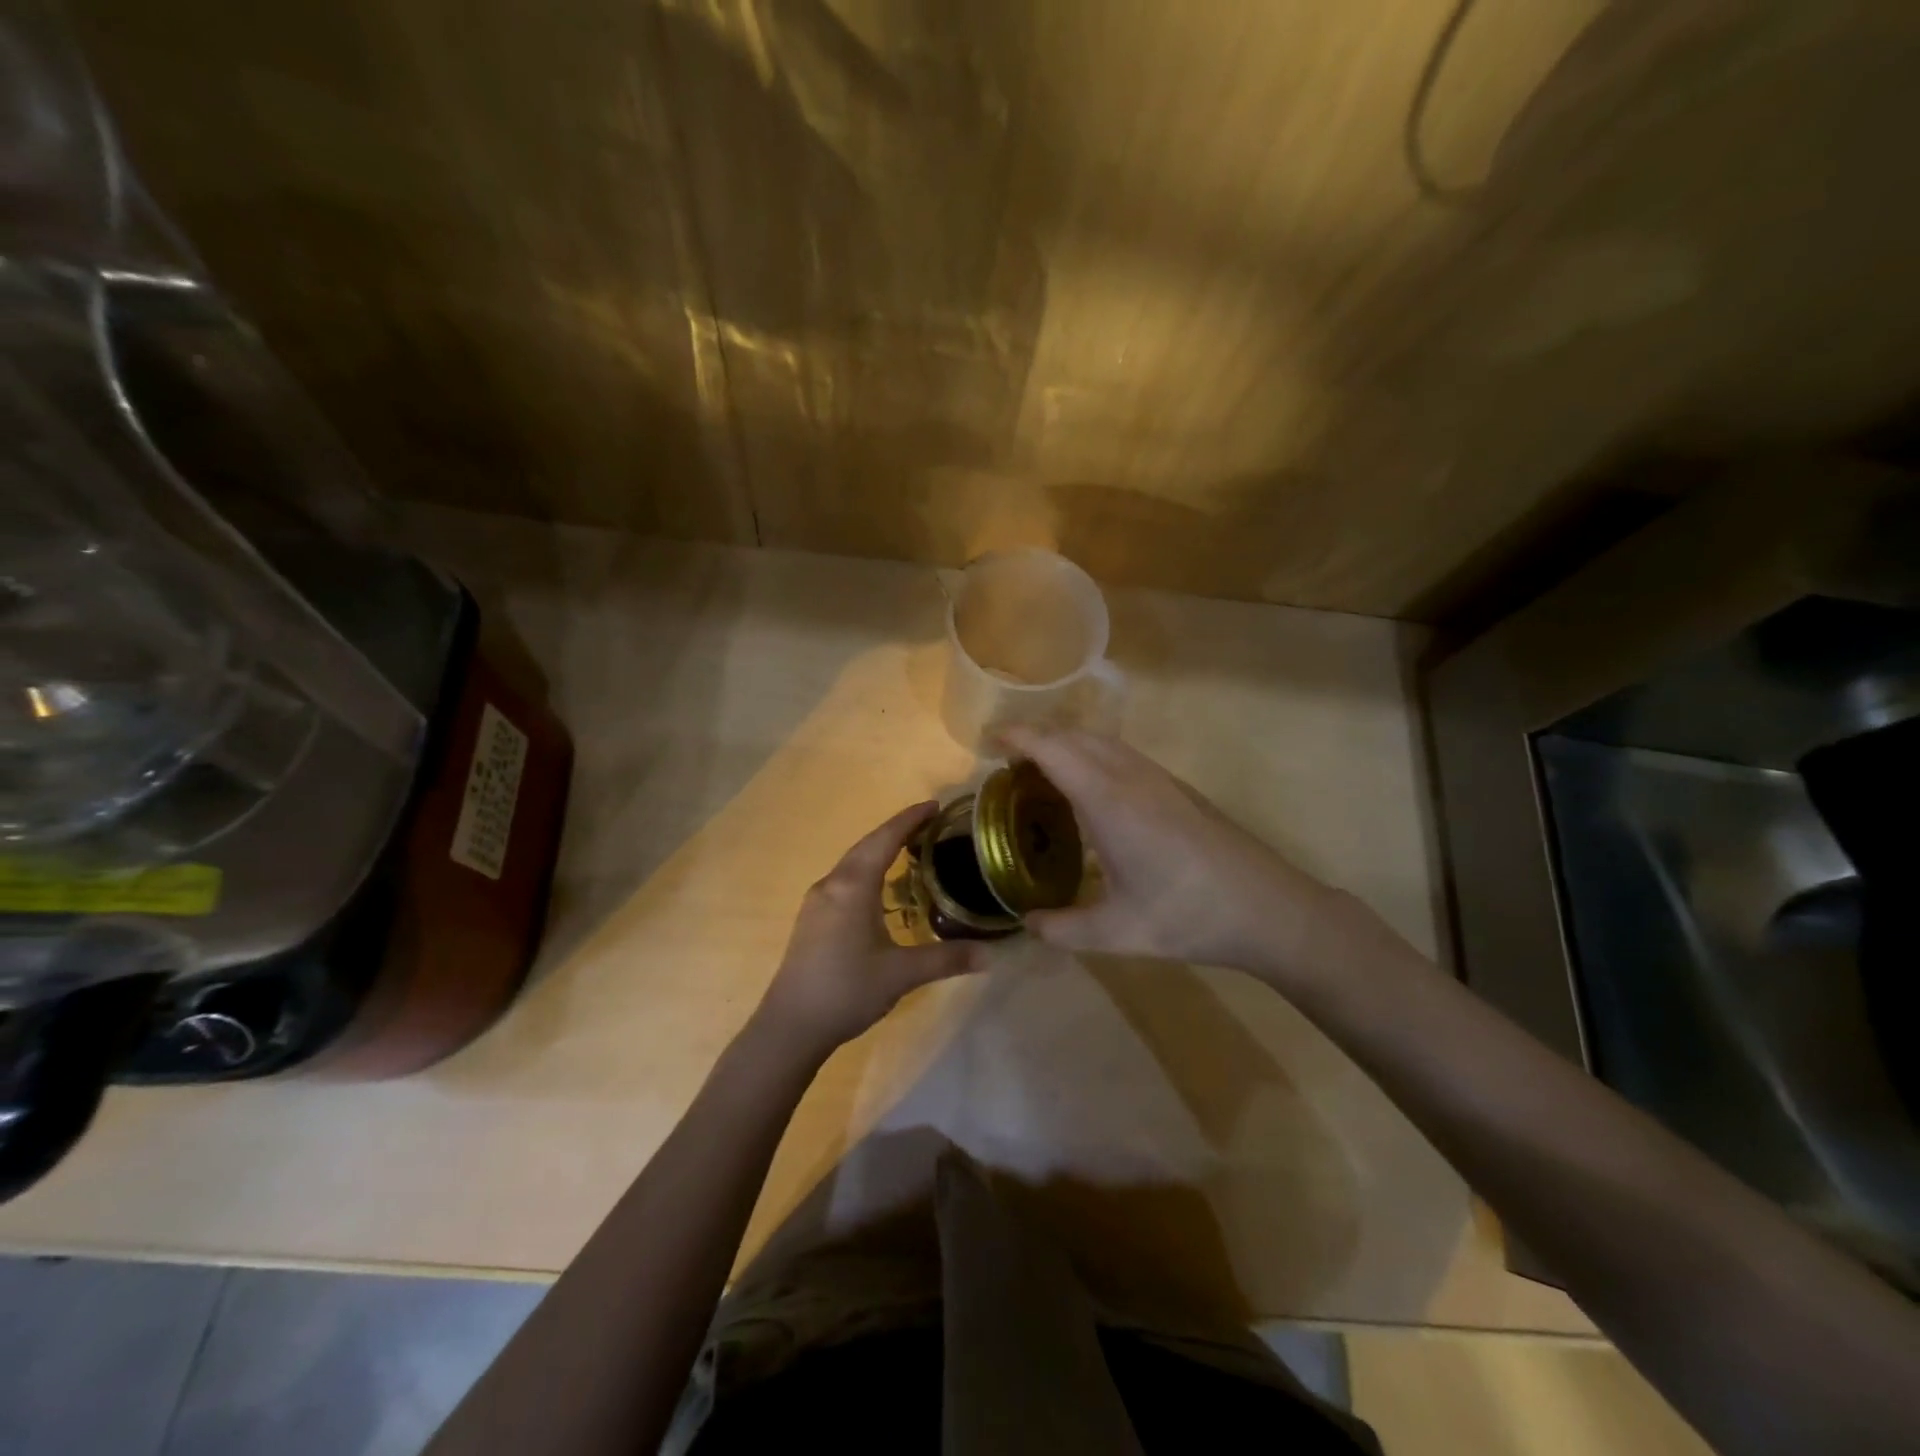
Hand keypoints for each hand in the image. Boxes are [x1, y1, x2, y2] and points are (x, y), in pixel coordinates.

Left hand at [755, 802, 983, 1057]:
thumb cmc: (847, 990)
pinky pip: (844, 880)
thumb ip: (946, 959)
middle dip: (897, 831)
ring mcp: (817, 901)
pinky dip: (867, 871)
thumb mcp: (901, 974)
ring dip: (879, 851)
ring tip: (909, 851)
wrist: (790, 1025)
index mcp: (853, 886)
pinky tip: (880, 889)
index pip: (885, 839)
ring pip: (853, 863)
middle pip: (867, 845)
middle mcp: (832, 884)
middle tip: (929, 824)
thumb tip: (989, 955)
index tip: (934, 805)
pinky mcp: (811, 919)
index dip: (910, 819)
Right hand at [1000, 726, 1344, 978]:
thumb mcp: (1119, 933)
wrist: (1270, 909)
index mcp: (1110, 802)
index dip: (1019, 738)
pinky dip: (1091, 756)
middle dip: (1037, 738)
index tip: (990, 741)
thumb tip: (1027, 925)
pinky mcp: (1176, 788)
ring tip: (1041, 774)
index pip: (1054, 750)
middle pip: (1076, 737)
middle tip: (1007, 764)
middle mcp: (1131, 777)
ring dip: (1067, 744)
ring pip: (1102, 742)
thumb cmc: (1190, 916)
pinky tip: (1089, 792)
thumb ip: (1064, 929)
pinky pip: (1121, 755)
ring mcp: (1158, 779)